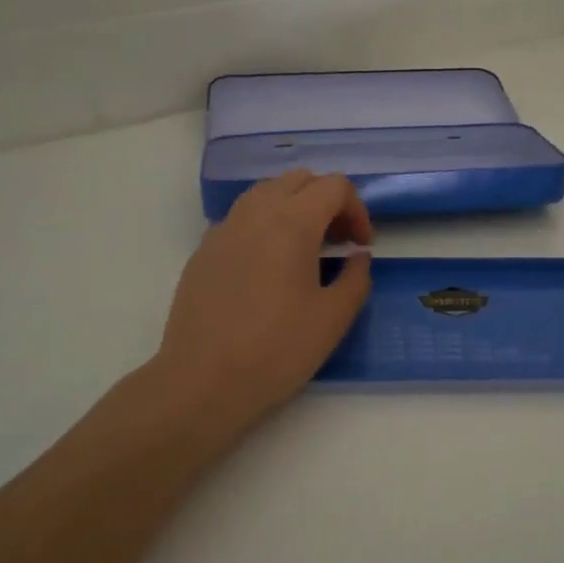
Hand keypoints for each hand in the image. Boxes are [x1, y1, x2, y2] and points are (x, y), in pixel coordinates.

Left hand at [153, 170, 373, 429]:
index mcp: (291, 222)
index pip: (333, 186)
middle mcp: (255, 213)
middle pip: (299, 179)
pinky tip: (267, 269)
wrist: (202, 383)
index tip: (361, 245)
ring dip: (293, 207)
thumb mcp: (333, 318)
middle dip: (326, 201)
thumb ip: (356, 277)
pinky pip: (241, 218)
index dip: (357, 209)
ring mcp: (223, 229)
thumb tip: (357, 256)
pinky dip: (264, 225)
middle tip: (338, 241)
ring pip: (266, 192)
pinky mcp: (203, 251)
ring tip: (304, 250)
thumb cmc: (276, 350)